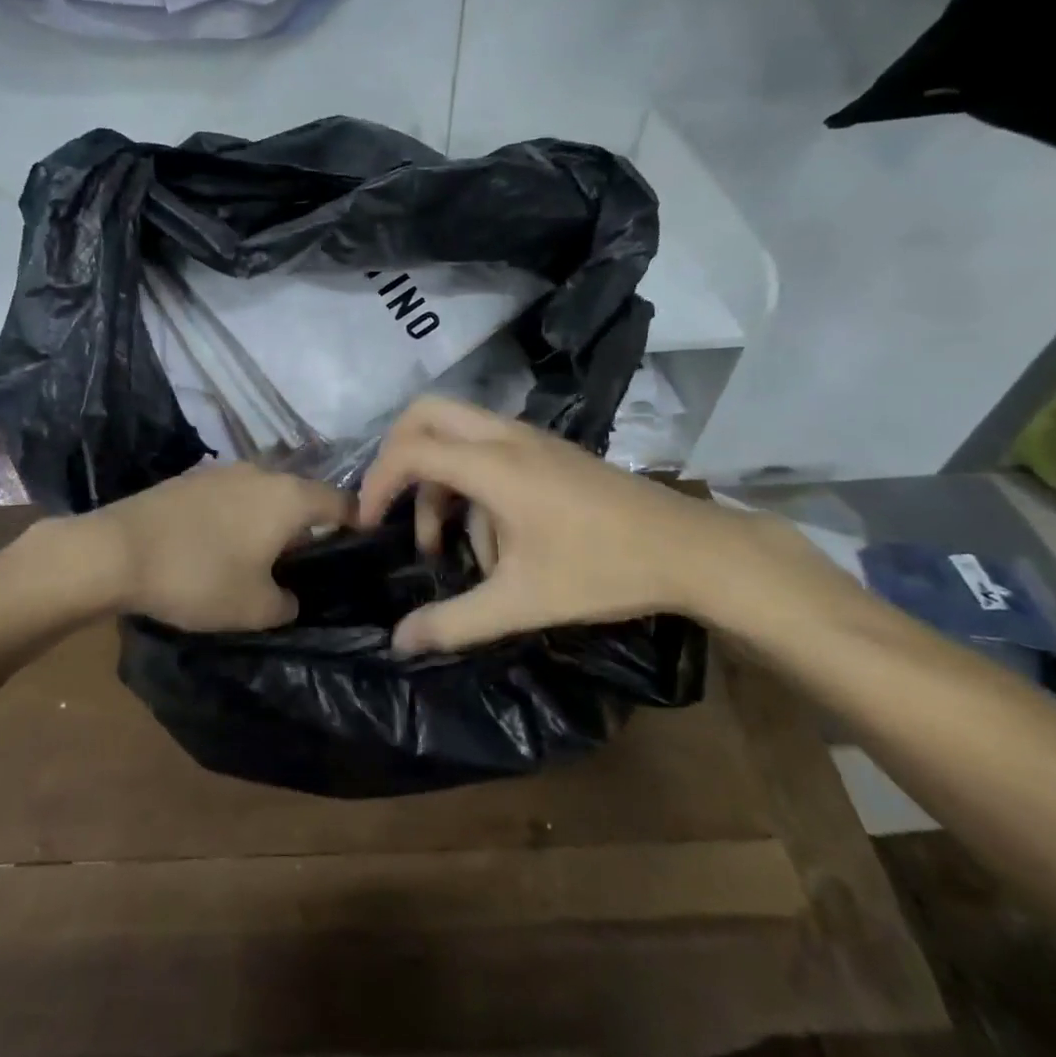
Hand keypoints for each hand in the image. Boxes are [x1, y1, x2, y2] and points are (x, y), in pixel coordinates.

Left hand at [82, 462, 353, 632]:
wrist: (116, 551)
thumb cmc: (198, 577)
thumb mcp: (255, 609)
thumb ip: (288, 603)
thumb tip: (289, 596)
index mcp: (289, 497)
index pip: (342, 502)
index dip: (358, 523)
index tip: (361, 547)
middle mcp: (263, 472)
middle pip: (302, 495)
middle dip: (310, 525)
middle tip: (309, 561)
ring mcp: (224, 470)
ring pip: (266, 493)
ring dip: (272, 519)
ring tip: (265, 553)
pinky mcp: (192, 478)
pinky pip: (233, 495)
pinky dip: (240, 515)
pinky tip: (224, 542)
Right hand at [357, 397, 819, 653]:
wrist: (689, 550)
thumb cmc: (603, 569)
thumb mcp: (522, 602)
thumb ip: (454, 621)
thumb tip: (398, 642)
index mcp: (493, 465)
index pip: (411, 451)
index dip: (376, 483)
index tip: (366, 524)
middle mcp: (505, 436)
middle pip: (426, 414)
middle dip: (397, 456)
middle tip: (391, 506)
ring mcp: (529, 437)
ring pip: (456, 431)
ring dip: (437, 477)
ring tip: (448, 544)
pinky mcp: (547, 449)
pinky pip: (486, 446)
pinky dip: (467, 479)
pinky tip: (492, 540)